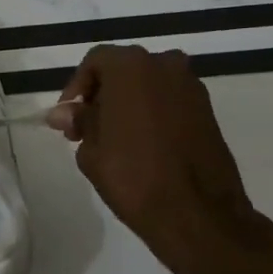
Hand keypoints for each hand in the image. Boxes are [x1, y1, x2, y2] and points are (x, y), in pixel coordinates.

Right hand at [47, 45, 266, 273]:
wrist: (197, 212)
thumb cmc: (133, 176)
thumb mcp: (91, 150)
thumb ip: (79, 121)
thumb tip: (64, 112)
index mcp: (132, 67)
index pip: (95, 61)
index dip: (76, 87)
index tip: (68, 118)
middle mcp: (165, 65)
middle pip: (124, 69)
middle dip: (102, 94)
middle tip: (86, 128)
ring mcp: (191, 87)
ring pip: (148, 85)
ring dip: (128, 103)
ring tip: (112, 139)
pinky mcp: (207, 110)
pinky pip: (168, 101)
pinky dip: (151, 113)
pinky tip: (140, 144)